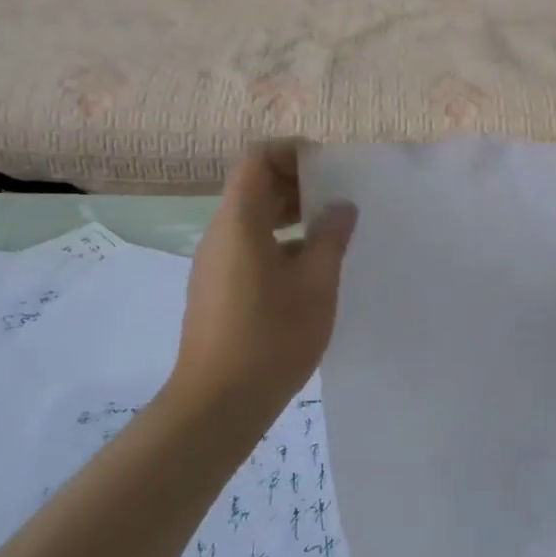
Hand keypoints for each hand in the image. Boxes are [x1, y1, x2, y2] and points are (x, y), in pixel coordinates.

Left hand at [170, 142, 356, 422]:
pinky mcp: (217, 289)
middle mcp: (220, 235)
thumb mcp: (316, 285)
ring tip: (332, 234)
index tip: (328, 168)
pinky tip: (310, 271)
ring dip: (290, 216)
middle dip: (296, 184)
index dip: (291, 152)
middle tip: (339, 200)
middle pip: (254, 188)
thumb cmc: (271, 338)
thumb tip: (341, 207)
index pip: (257, 159)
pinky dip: (279, 243)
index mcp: (239, 222)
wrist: (217, 404)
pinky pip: (248, 248)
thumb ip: (330, 239)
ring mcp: (214, 264)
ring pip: (252, 220)